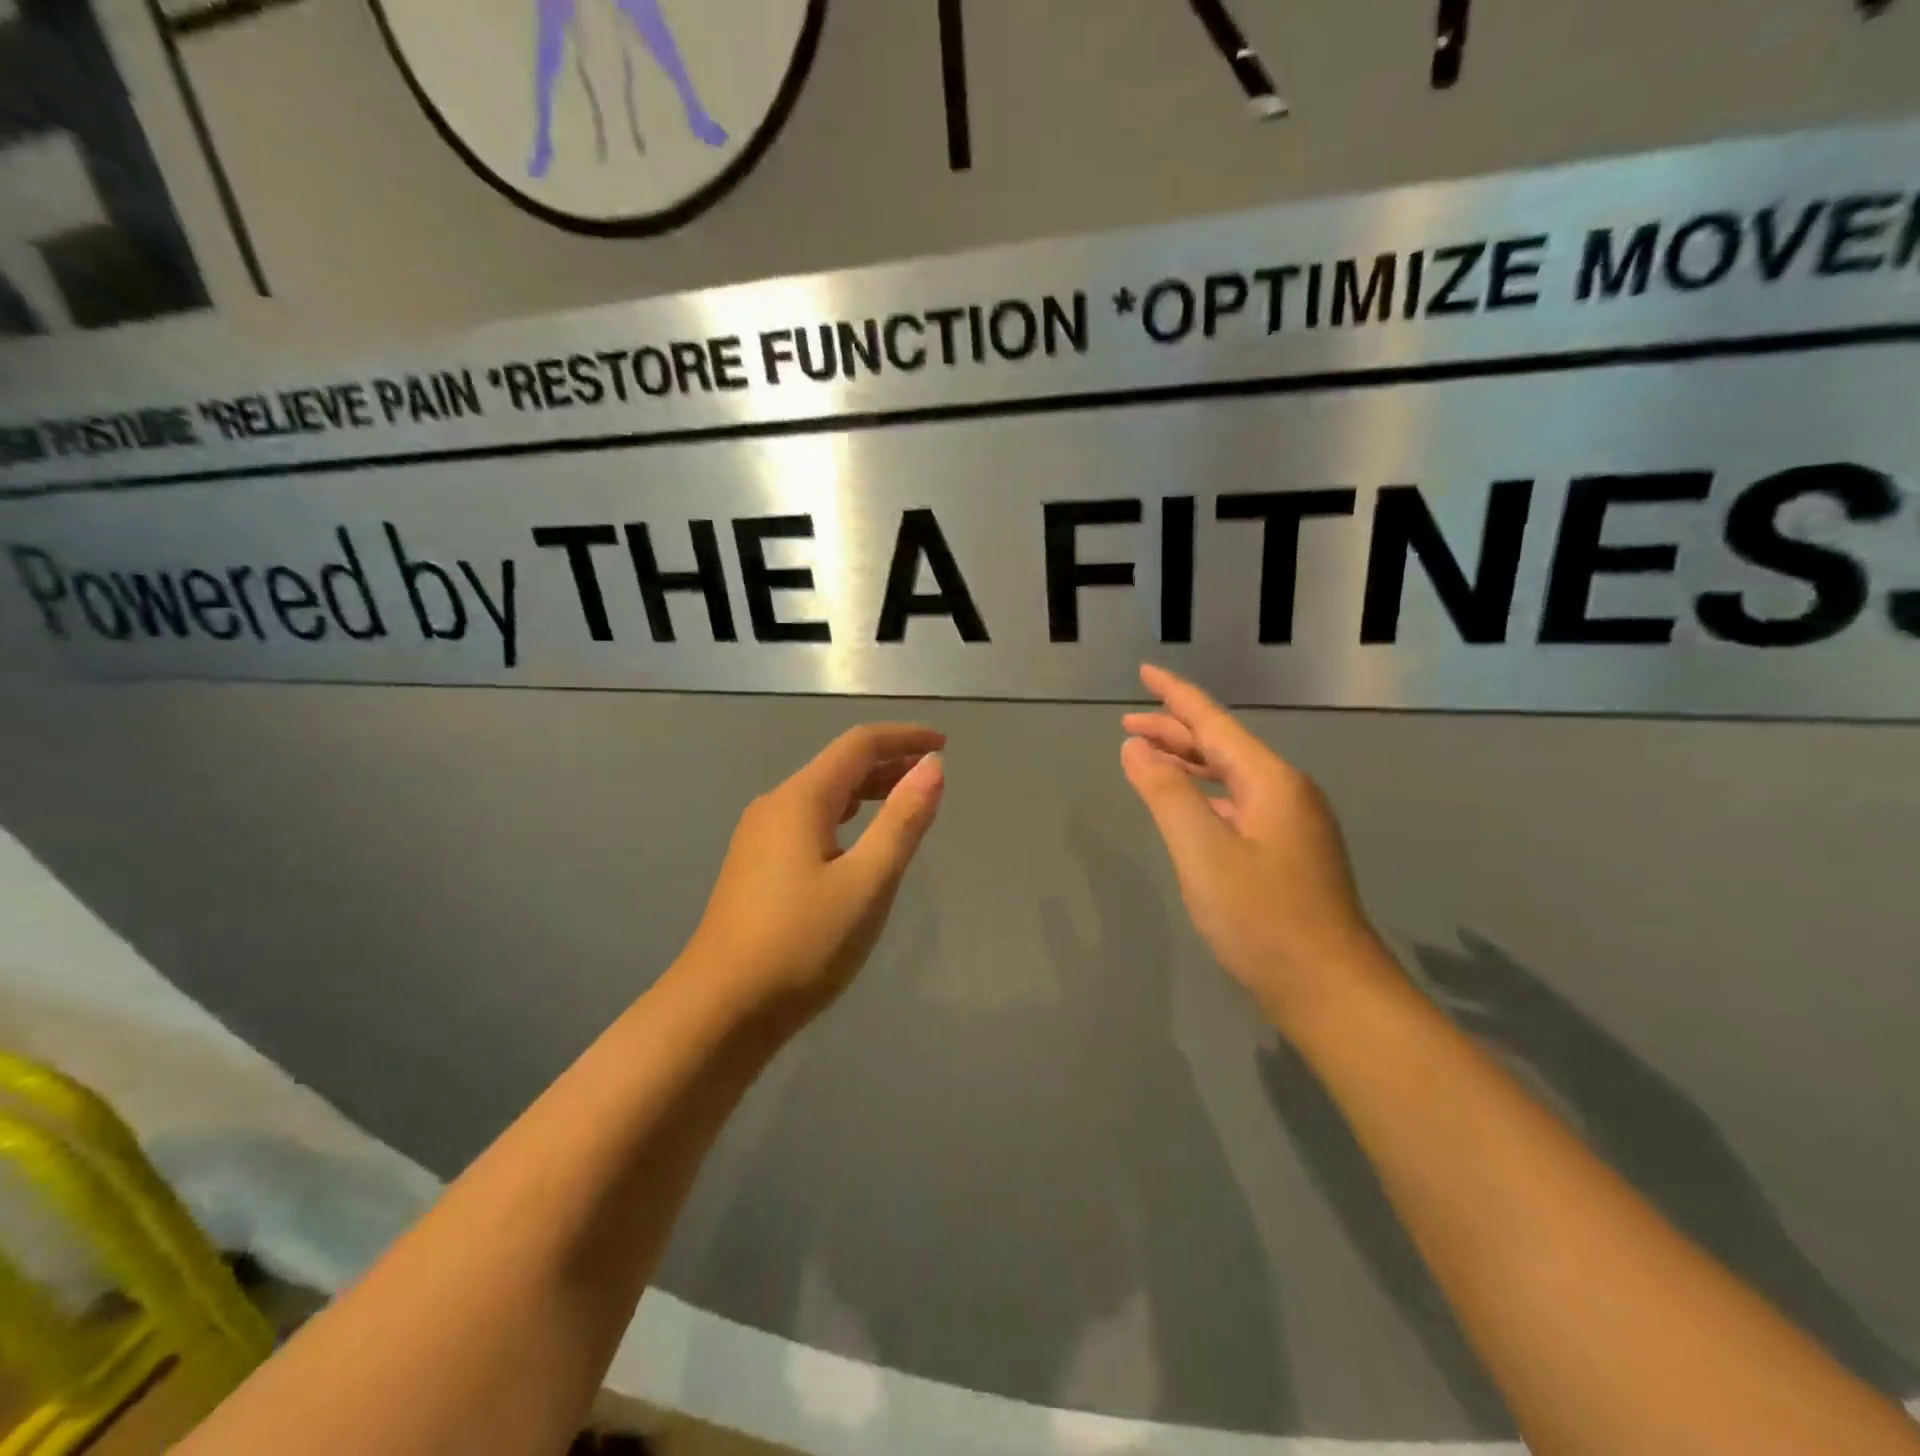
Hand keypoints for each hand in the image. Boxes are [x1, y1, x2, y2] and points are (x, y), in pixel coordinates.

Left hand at [683, 724, 945, 1024]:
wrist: (720, 1009)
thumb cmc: (802, 943)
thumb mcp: (866, 882)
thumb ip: (902, 821)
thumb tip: (933, 766)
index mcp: (800, 799)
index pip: (859, 745)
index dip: (903, 738)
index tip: (943, 743)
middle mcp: (775, 806)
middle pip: (839, 766)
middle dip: (888, 762)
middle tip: (932, 774)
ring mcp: (759, 837)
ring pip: (823, 795)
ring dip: (867, 790)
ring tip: (905, 801)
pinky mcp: (755, 866)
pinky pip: (809, 821)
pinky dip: (845, 817)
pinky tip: (858, 842)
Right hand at [1121, 665, 1384, 1024]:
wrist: (1331, 991)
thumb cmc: (1263, 918)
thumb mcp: (1203, 852)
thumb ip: (1166, 794)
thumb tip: (1136, 748)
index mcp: (1270, 781)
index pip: (1213, 722)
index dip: (1176, 696)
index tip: (1145, 672)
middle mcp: (1286, 792)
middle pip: (1222, 746)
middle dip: (1174, 731)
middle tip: (1128, 725)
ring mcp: (1292, 824)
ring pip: (1231, 778)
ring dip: (1188, 764)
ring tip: (1148, 758)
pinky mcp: (1289, 854)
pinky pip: (1238, 804)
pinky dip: (1205, 795)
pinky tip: (1189, 807)